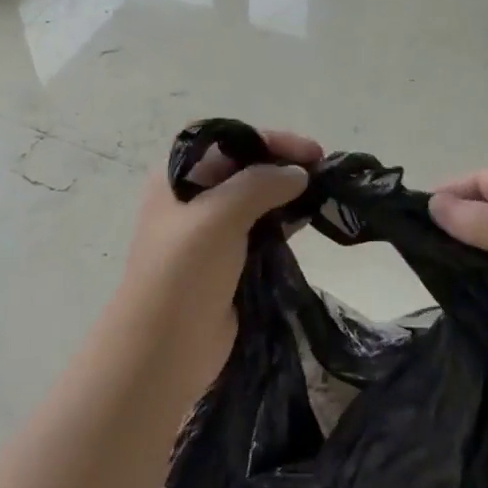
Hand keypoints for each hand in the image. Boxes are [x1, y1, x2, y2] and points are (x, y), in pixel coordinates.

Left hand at [112, 128, 321, 384]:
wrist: (164, 348)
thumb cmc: (183, 272)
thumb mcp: (219, 216)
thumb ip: (260, 185)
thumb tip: (298, 174)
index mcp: (175, 178)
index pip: (225, 141)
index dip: (267, 139)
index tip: (310, 152)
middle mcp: (191, 199)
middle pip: (242, 169)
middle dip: (281, 165)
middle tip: (323, 171)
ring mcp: (209, 234)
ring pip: (254, 201)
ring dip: (286, 195)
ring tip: (323, 194)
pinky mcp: (227, 264)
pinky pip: (260, 232)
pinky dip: (284, 224)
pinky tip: (309, 221)